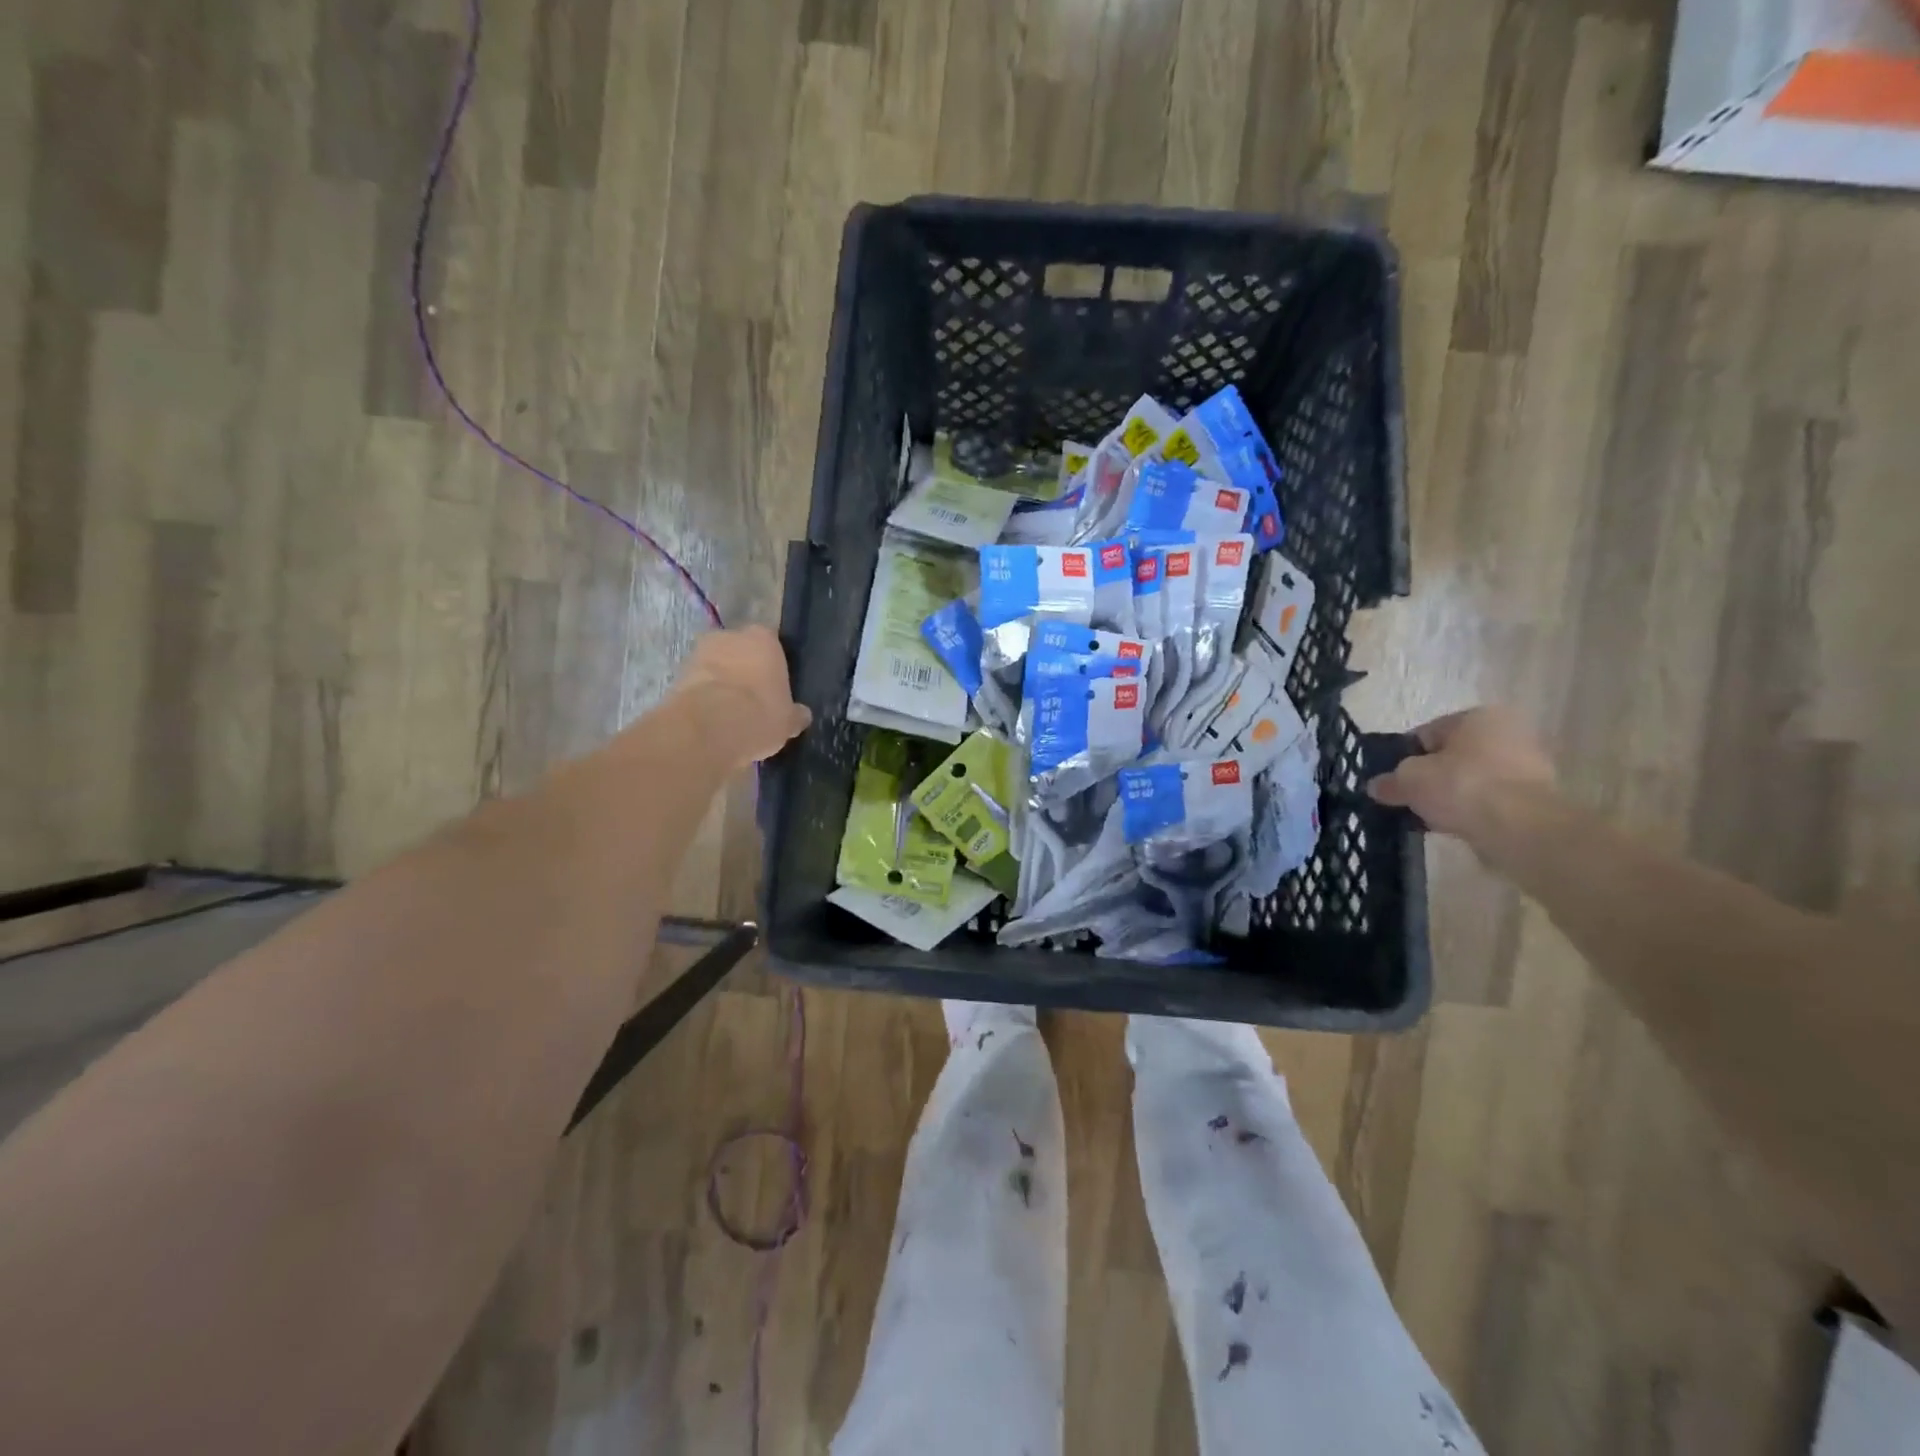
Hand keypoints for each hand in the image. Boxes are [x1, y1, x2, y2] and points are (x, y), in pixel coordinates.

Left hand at [671, 626, 810, 767]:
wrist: (708, 727)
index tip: (775, 686)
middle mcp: (730, 636)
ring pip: (716, 666)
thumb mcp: (788, 721)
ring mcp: (699, 653)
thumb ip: (795, 714)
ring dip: (722, 683)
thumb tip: (801, 715)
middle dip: (744, 669)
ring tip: (730, 713)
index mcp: (764, 638)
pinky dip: (704, 697)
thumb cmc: (759, 714)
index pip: (772, 643)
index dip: (772, 665)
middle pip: (740, 650)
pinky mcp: (677, 674)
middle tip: (753, 699)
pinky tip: (712, 719)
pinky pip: (698, 684)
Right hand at [1366, 707, 1556, 844]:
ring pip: (1473, 778)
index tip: (1392, 780)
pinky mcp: (1538, 797)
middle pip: (1454, 755)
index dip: (1404, 756)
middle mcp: (1509, 732)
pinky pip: (1492, 800)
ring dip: (1453, 794)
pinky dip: (1474, 810)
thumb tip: (1376, 786)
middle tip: (1410, 798)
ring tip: (1431, 816)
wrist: (1521, 827)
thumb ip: (1390, 781)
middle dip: (1432, 776)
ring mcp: (1529, 765)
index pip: (1428, 732)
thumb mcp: (1409, 780)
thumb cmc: (1461, 786)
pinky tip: (1457, 825)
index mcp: (1478, 716)